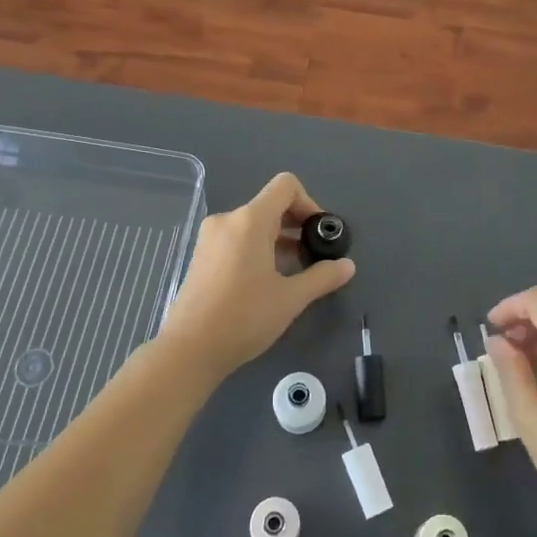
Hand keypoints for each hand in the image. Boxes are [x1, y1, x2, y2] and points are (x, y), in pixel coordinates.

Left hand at [158, 173, 355, 380]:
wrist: (189, 350)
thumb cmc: (244, 317)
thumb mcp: (291, 298)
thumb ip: (322, 277)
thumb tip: (348, 266)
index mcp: (249, 220)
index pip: (286, 186)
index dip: (309, 203)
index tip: (318, 235)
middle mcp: (227, 220)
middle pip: (270, 205)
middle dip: (296, 226)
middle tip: (313, 258)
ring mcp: (210, 238)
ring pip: (253, 225)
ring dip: (278, 240)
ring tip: (293, 273)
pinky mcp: (202, 257)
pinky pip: (237, 239)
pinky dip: (257, 249)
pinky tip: (266, 282)